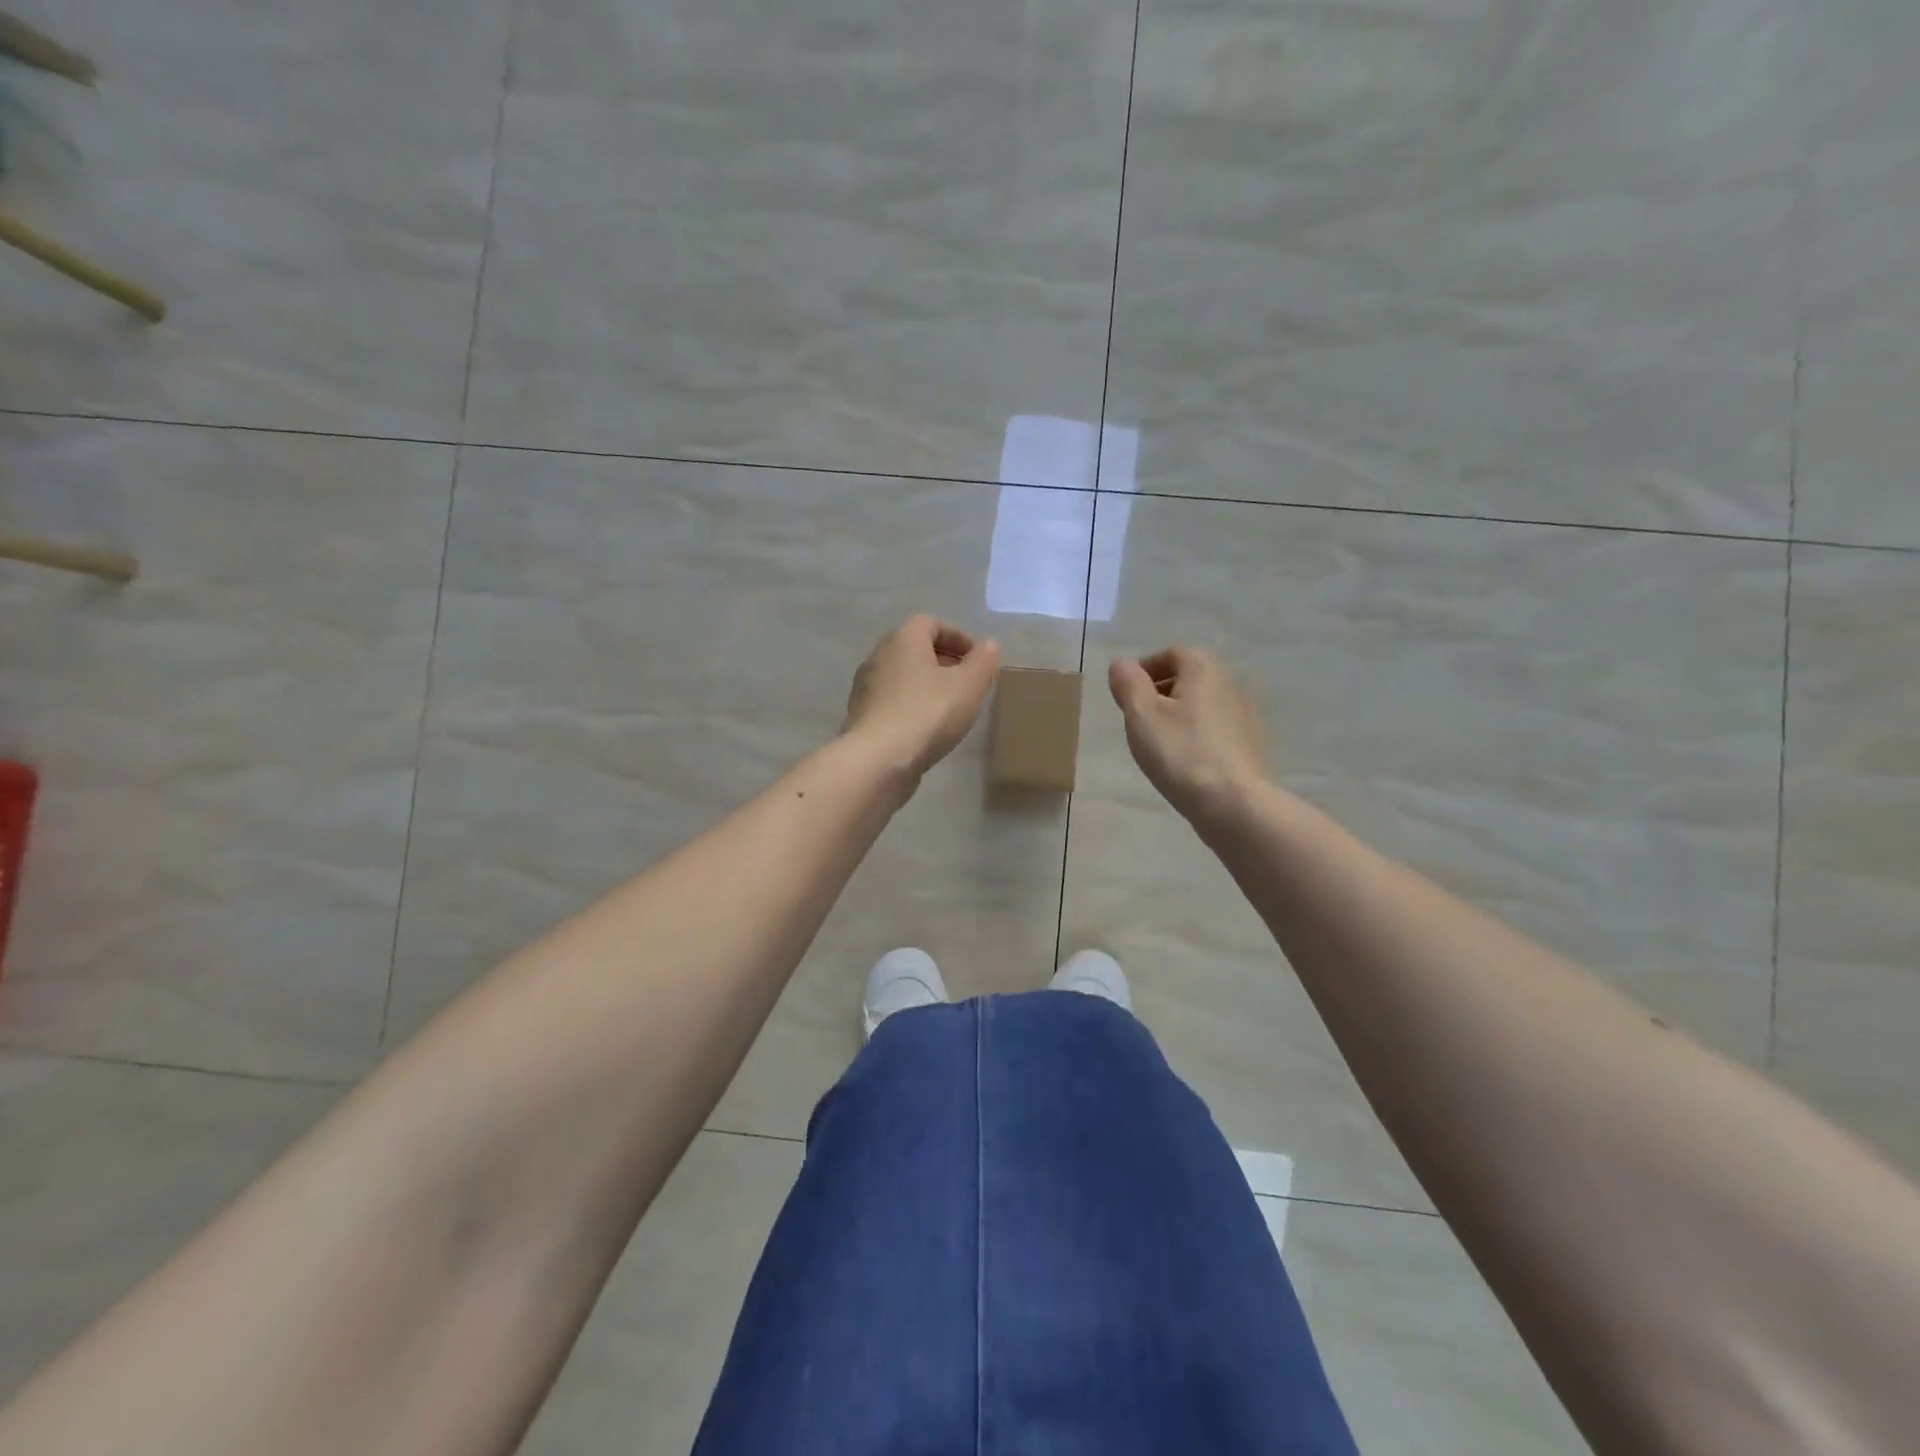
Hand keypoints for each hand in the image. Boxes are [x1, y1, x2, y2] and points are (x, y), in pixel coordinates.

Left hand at [844, 615, 1002, 779]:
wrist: (878, 760)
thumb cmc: (927, 713)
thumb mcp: (968, 685)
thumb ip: (983, 661)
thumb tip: (990, 645)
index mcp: (902, 639)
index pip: (930, 623)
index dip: (957, 637)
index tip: (977, 660)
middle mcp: (878, 656)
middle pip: (914, 649)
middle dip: (943, 661)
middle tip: (967, 682)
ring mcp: (865, 688)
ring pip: (902, 677)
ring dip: (926, 685)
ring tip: (951, 707)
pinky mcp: (862, 717)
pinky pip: (892, 702)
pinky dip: (912, 706)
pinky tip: (928, 729)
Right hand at [1109, 647, 1269, 823]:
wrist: (1235, 804)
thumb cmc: (1181, 753)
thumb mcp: (1141, 715)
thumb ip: (1128, 683)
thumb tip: (1122, 664)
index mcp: (1204, 668)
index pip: (1171, 653)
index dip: (1144, 670)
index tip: (1126, 697)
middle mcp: (1230, 682)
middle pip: (1188, 677)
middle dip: (1160, 693)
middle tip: (1137, 721)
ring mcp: (1245, 715)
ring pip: (1202, 704)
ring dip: (1178, 716)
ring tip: (1158, 745)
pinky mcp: (1250, 744)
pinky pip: (1215, 729)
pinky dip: (1196, 736)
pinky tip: (1184, 762)